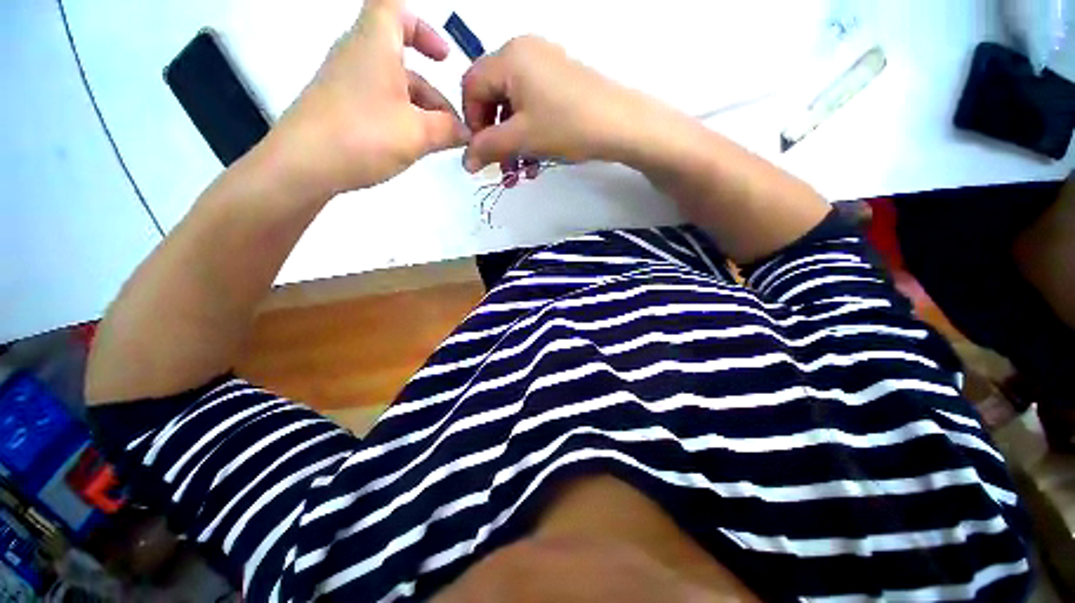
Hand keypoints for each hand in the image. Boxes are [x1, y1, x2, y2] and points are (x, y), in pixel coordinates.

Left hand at [268, 0, 469, 195]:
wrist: (304, 165)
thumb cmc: (364, 135)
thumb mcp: (419, 133)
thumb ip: (449, 130)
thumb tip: (467, 133)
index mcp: (375, 44)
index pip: (395, 9)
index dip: (423, 28)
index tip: (443, 58)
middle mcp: (357, 55)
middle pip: (400, 59)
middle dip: (431, 90)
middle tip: (452, 123)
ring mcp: (345, 83)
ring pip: (391, 85)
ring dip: (420, 109)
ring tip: (439, 142)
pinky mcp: (338, 108)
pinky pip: (377, 103)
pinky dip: (400, 118)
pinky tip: (412, 146)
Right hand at [461, 36, 651, 172]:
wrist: (621, 124)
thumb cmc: (567, 126)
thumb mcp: (522, 138)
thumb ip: (488, 148)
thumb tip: (466, 162)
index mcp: (509, 56)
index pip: (471, 86)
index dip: (471, 122)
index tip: (481, 152)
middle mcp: (525, 52)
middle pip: (493, 96)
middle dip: (495, 136)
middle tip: (501, 165)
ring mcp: (546, 64)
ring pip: (515, 106)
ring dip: (513, 140)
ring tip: (520, 170)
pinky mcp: (561, 80)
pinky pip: (534, 105)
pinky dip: (530, 132)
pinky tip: (536, 158)